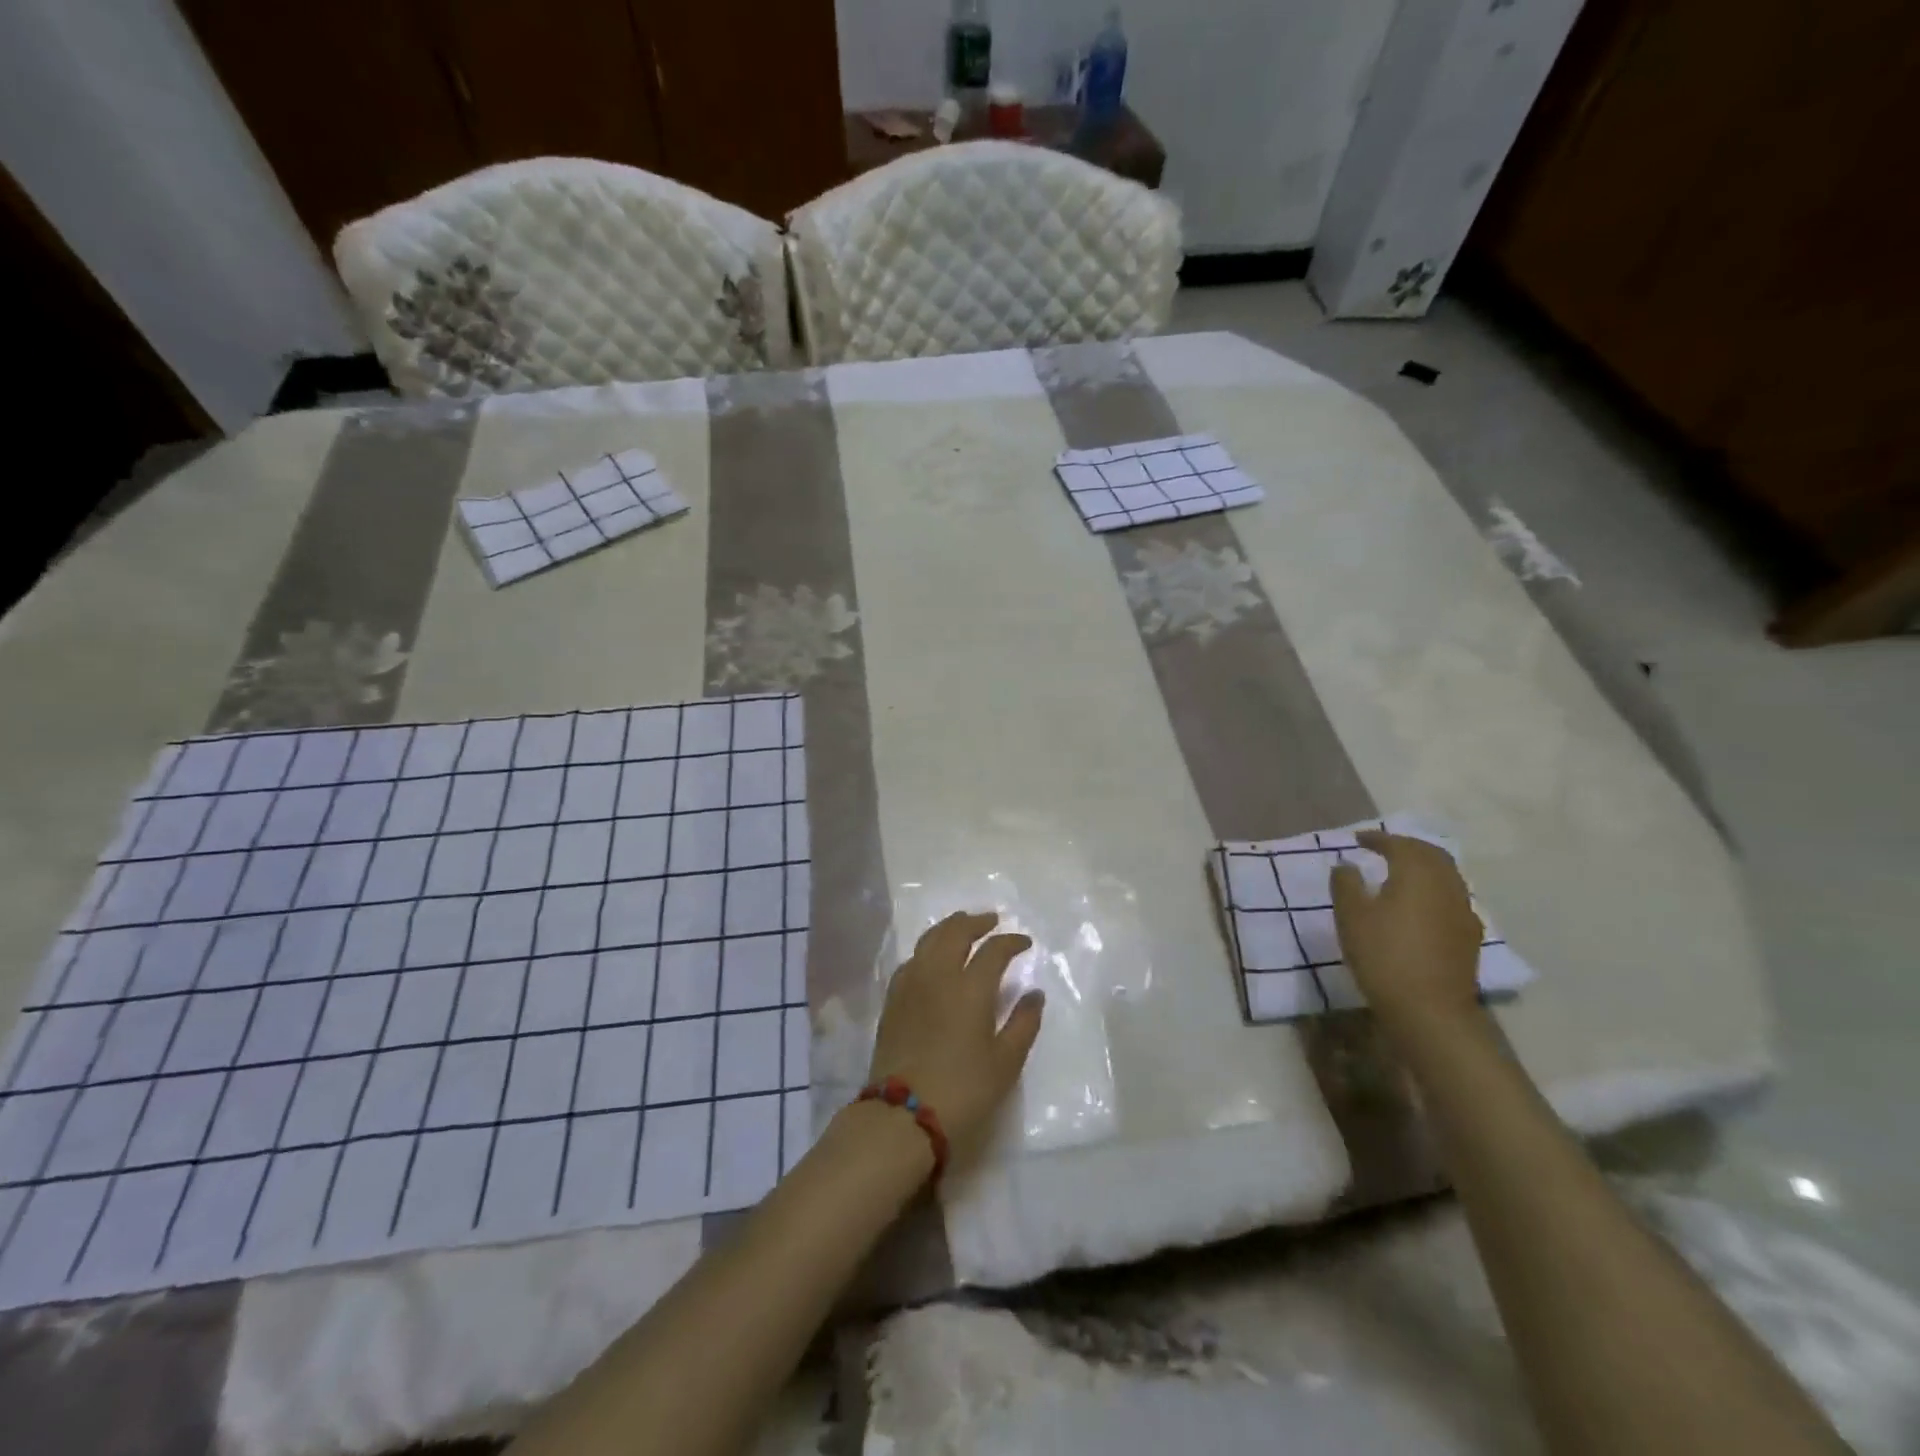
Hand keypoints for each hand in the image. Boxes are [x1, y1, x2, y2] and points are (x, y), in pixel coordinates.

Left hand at [866, 911, 1043, 1156]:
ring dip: (949, 928)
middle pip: (955, 932)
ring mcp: (911, 984)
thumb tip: (1035, 994)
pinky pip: (912, 960)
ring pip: (929, 940)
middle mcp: (938, 975)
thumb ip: (1024, 1023)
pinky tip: (932, 958)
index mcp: (970, 988)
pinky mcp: (893, 1000)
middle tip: (991, 920)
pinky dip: (927, 949)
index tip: (1024, 943)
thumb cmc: (963, 1090)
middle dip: (976, 922)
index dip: (1011, 942)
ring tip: (961, 927)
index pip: (993, 950)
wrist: (902, 1115)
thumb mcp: (1005, 1063)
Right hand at [1331, 831, 1484, 1028]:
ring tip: (1400, 874)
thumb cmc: (1383, 955)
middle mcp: (1446, 886)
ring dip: (1424, 867)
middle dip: (1407, 847)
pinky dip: (1434, 890)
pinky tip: (1420, 906)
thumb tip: (1347, 865)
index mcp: (1417, 874)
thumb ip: (1346, 884)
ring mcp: (1463, 911)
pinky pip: (1452, 898)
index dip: (1378, 839)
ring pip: (1447, 876)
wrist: (1429, 1009)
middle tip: (1383, 849)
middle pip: (1432, 855)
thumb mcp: (1350, 916)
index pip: (1400, 845)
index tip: (1358, 840)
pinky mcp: (1469, 936)